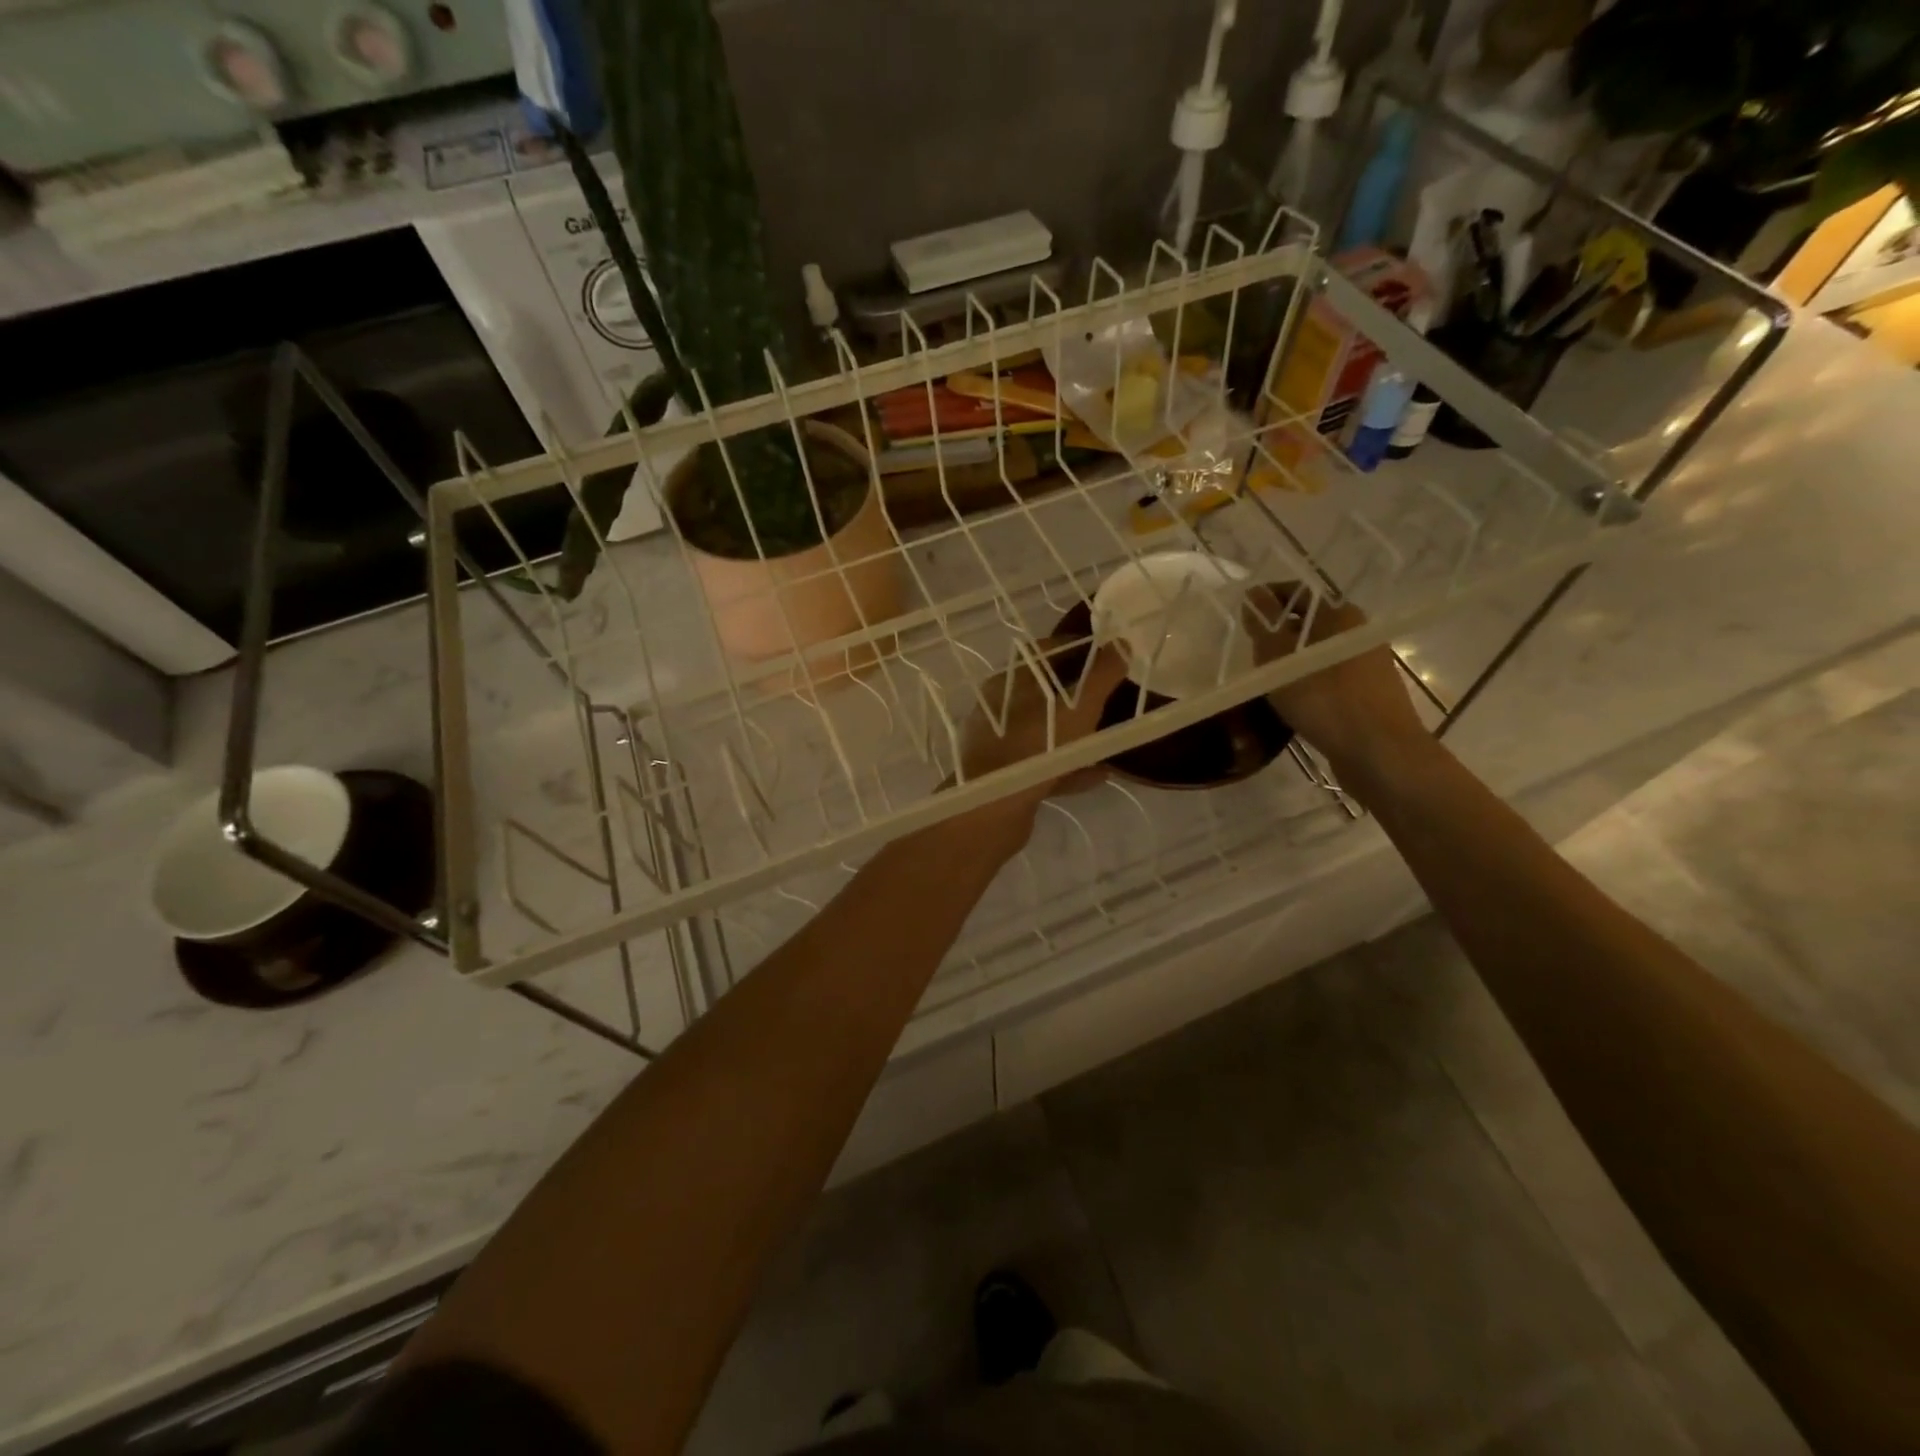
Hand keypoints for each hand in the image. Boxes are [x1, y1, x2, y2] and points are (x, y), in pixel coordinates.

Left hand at [947, 637, 1131, 852]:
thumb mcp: (1077, 707)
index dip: (1078, 649)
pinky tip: (1100, 775)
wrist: (990, 811)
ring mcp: (1000, 745)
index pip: (1045, 651)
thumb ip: (1101, 676)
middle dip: (1080, 693)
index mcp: (1010, 682)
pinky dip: (1070, 767)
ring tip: (1110, 735)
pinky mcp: (1007, 778)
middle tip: (1114, 695)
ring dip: (1077, 733)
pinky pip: (1045, 766)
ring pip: (1046, 731)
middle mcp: (1000, 709)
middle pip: (1046, 692)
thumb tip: (1121, 644)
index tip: (1109, 654)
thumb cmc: (1034, 747)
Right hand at [1243, 588, 1429, 784]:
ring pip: (1318, 653)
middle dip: (1278, 634)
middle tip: (1250, 652)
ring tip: (1265, 681)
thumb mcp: (1281, 660)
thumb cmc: (1326, 699)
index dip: (1268, 601)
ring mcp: (1367, 665)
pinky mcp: (1368, 695)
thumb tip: (1253, 595)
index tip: (1243, 618)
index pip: (1298, 593)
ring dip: (1291, 662)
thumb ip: (1265, 626)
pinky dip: (1307, 683)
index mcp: (1341, 614)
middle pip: (1310, 624)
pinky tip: (1292, 702)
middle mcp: (1358, 633)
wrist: (1380, 753)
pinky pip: (1329, 679)